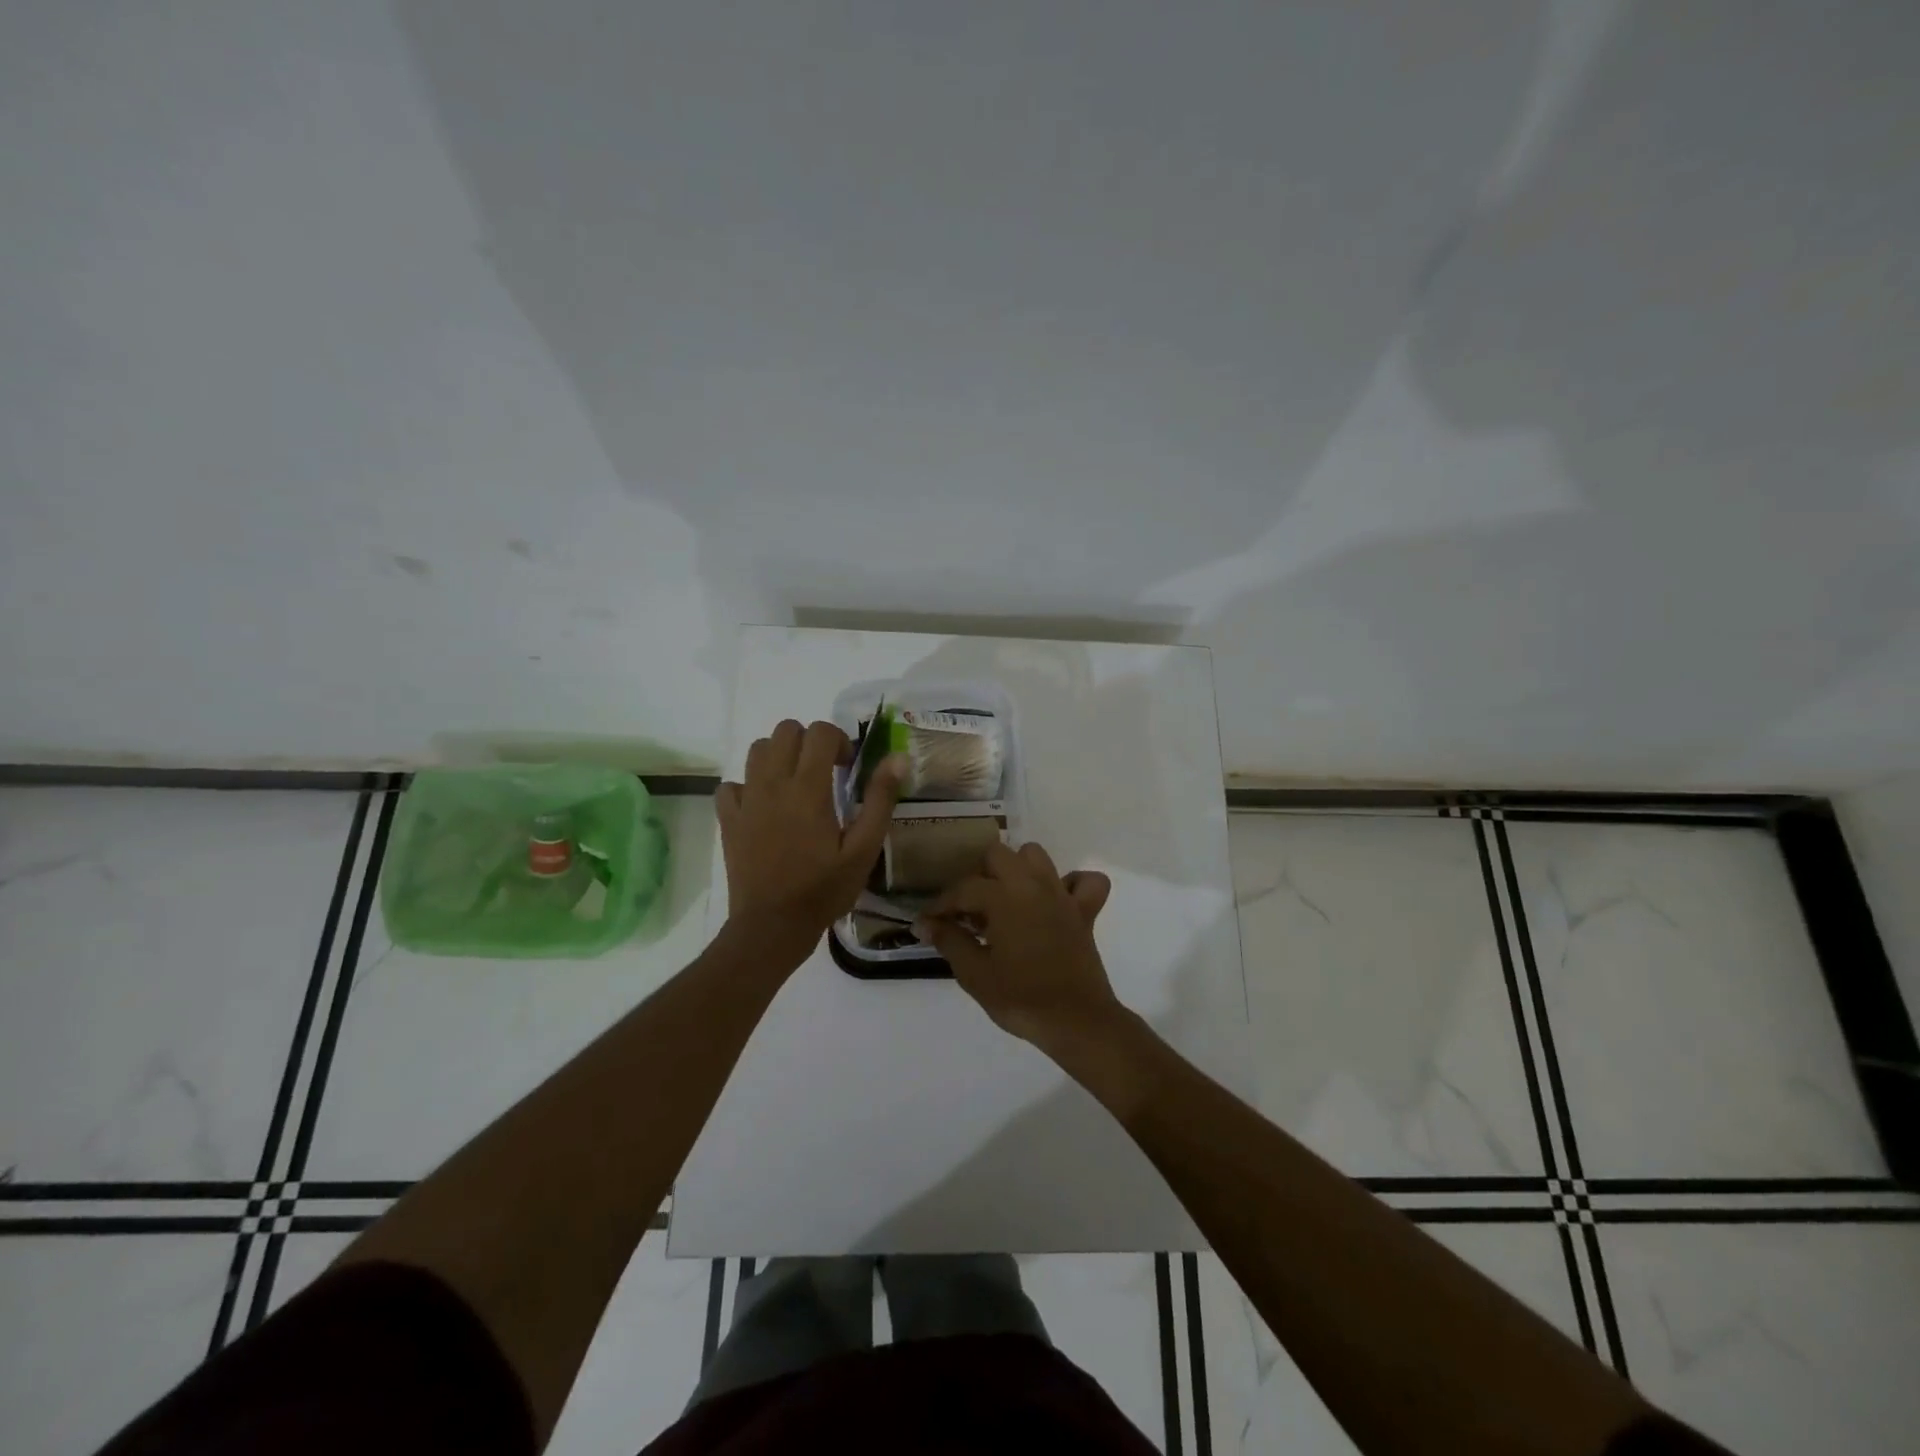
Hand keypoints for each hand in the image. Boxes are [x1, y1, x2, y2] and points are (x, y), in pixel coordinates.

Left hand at [717, 719, 903, 964]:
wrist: (772, 926)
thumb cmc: (823, 889)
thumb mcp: (864, 848)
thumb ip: (880, 799)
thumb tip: (896, 757)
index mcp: (808, 787)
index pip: (820, 731)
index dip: (839, 740)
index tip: (848, 768)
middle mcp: (772, 783)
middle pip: (785, 730)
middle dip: (809, 741)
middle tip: (825, 772)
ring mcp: (746, 800)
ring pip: (758, 749)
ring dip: (780, 756)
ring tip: (796, 785)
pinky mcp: (728, 819)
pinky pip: (732, 784)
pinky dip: (749, 785)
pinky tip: (764, 807)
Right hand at [915, 842, 1117, 1046]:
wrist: (1076, 1021)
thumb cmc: (1021, 998)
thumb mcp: (975, 974)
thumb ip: (949, 941)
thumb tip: (926, 923)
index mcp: (1003, 897)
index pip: (963, 888)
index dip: (941, 905)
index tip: (928, 922)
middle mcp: (1032, 885)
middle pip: (998, 855)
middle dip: (978, 875)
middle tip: (968, 909)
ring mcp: (1061, 894)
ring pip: (1036, 856)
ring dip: (1016, 869)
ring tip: (1004, 899)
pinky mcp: (1085, 911)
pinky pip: (1085, 882)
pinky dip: (1070, 884)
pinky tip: (1055, 901)